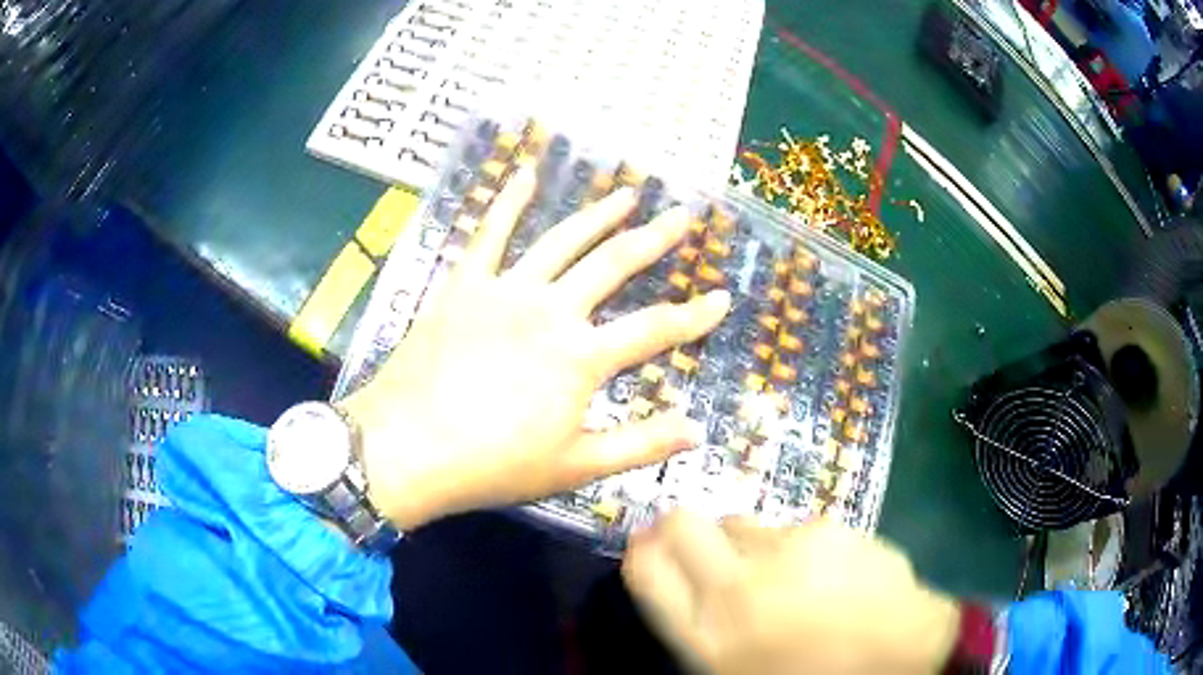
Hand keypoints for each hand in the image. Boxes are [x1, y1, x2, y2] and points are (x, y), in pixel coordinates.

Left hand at [339, 167, 731, 529]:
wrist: (405, 449)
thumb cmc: (492, 465)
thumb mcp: (574, 466)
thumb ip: (639, 445)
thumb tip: (697, 432)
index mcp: (581, 357)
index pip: (655, 330)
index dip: (694, 316)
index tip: (723, 296)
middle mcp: (551, 311)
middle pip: (614, 265)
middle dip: (655, 239)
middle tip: (683, 215)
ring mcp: (504, 290)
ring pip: (562, 240)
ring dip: (598, 214)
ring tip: (627, 192)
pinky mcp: (463, 284)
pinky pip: (489, 233)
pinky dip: (507, 201)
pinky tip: (524, 173)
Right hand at [623, 512, 959, 674]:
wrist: (903, 658)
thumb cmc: (811, 673)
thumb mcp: (734, 666)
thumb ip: (697, 620)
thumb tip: (670, 567)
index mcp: (707, 635)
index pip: (645, 566)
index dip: (644, 548)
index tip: (652, 544)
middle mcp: (737, 587)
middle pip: (681, 525)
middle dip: (684, 529)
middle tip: (714, 552)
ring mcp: (788, 552)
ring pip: (745, 526)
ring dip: (754, 547)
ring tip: (793, 581)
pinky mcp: (832, 529)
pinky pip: (796, 529)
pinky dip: (802, 546)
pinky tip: (833, 573)